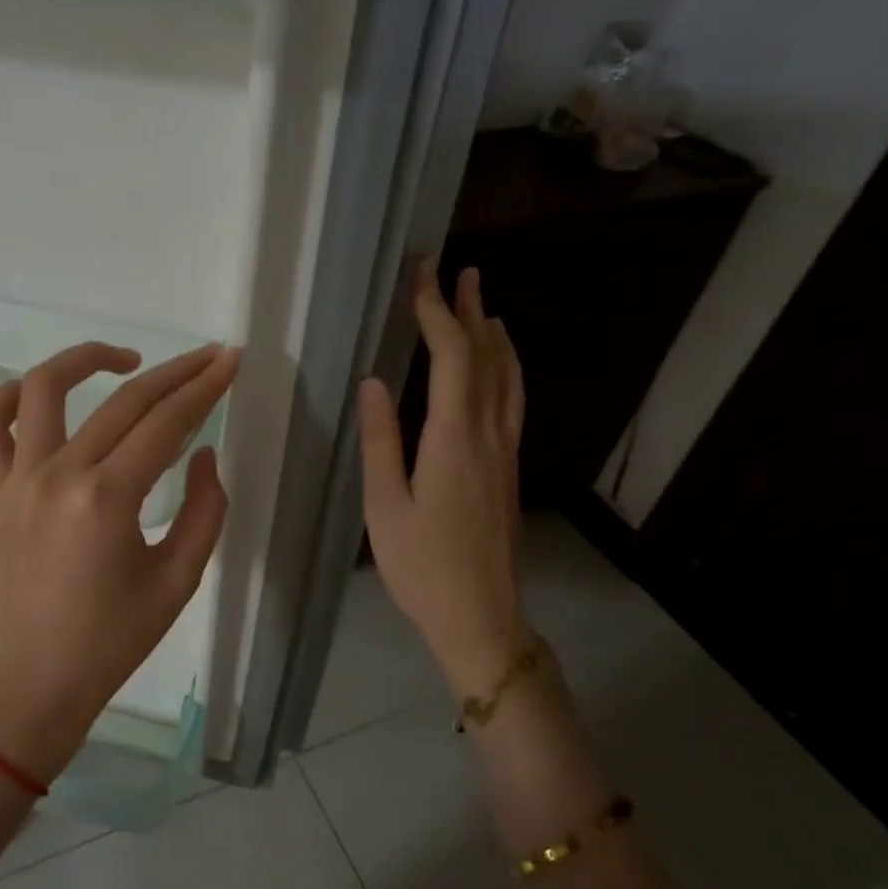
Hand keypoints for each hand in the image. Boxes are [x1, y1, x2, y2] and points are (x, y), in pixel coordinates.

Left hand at [0, 340, 238, 781]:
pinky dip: (9, 397)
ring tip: (127, 360)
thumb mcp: (179, 580)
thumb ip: (204, 510)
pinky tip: (39, 394)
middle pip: (123, 401)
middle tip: (208, 357)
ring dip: (86, 360)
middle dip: (174, 372)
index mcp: (108, 500)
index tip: (230, 362)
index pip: (166, 423)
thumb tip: (203, 455)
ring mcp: (18, 479)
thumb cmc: (115, 640)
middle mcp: (59, 475)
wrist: (38, 680)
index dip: (204, 388)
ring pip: (43, 389)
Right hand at [359, 261, 531, 699]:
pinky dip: (507, 369)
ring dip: (495, 336)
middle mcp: (490, 435)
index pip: (453, 358)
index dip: (438, 313)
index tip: (422, 277)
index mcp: (454, 440)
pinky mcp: (510, 469)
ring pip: (509, 378)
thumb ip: (381, 441)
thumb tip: (373, 382)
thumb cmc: (422, 566)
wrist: (481, 616)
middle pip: (488, 358)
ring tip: (486, 305)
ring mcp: (507, 452)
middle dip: (471, 311)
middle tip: (460, 272)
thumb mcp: (385, 506)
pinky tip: (500, 369)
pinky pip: (514, 401)